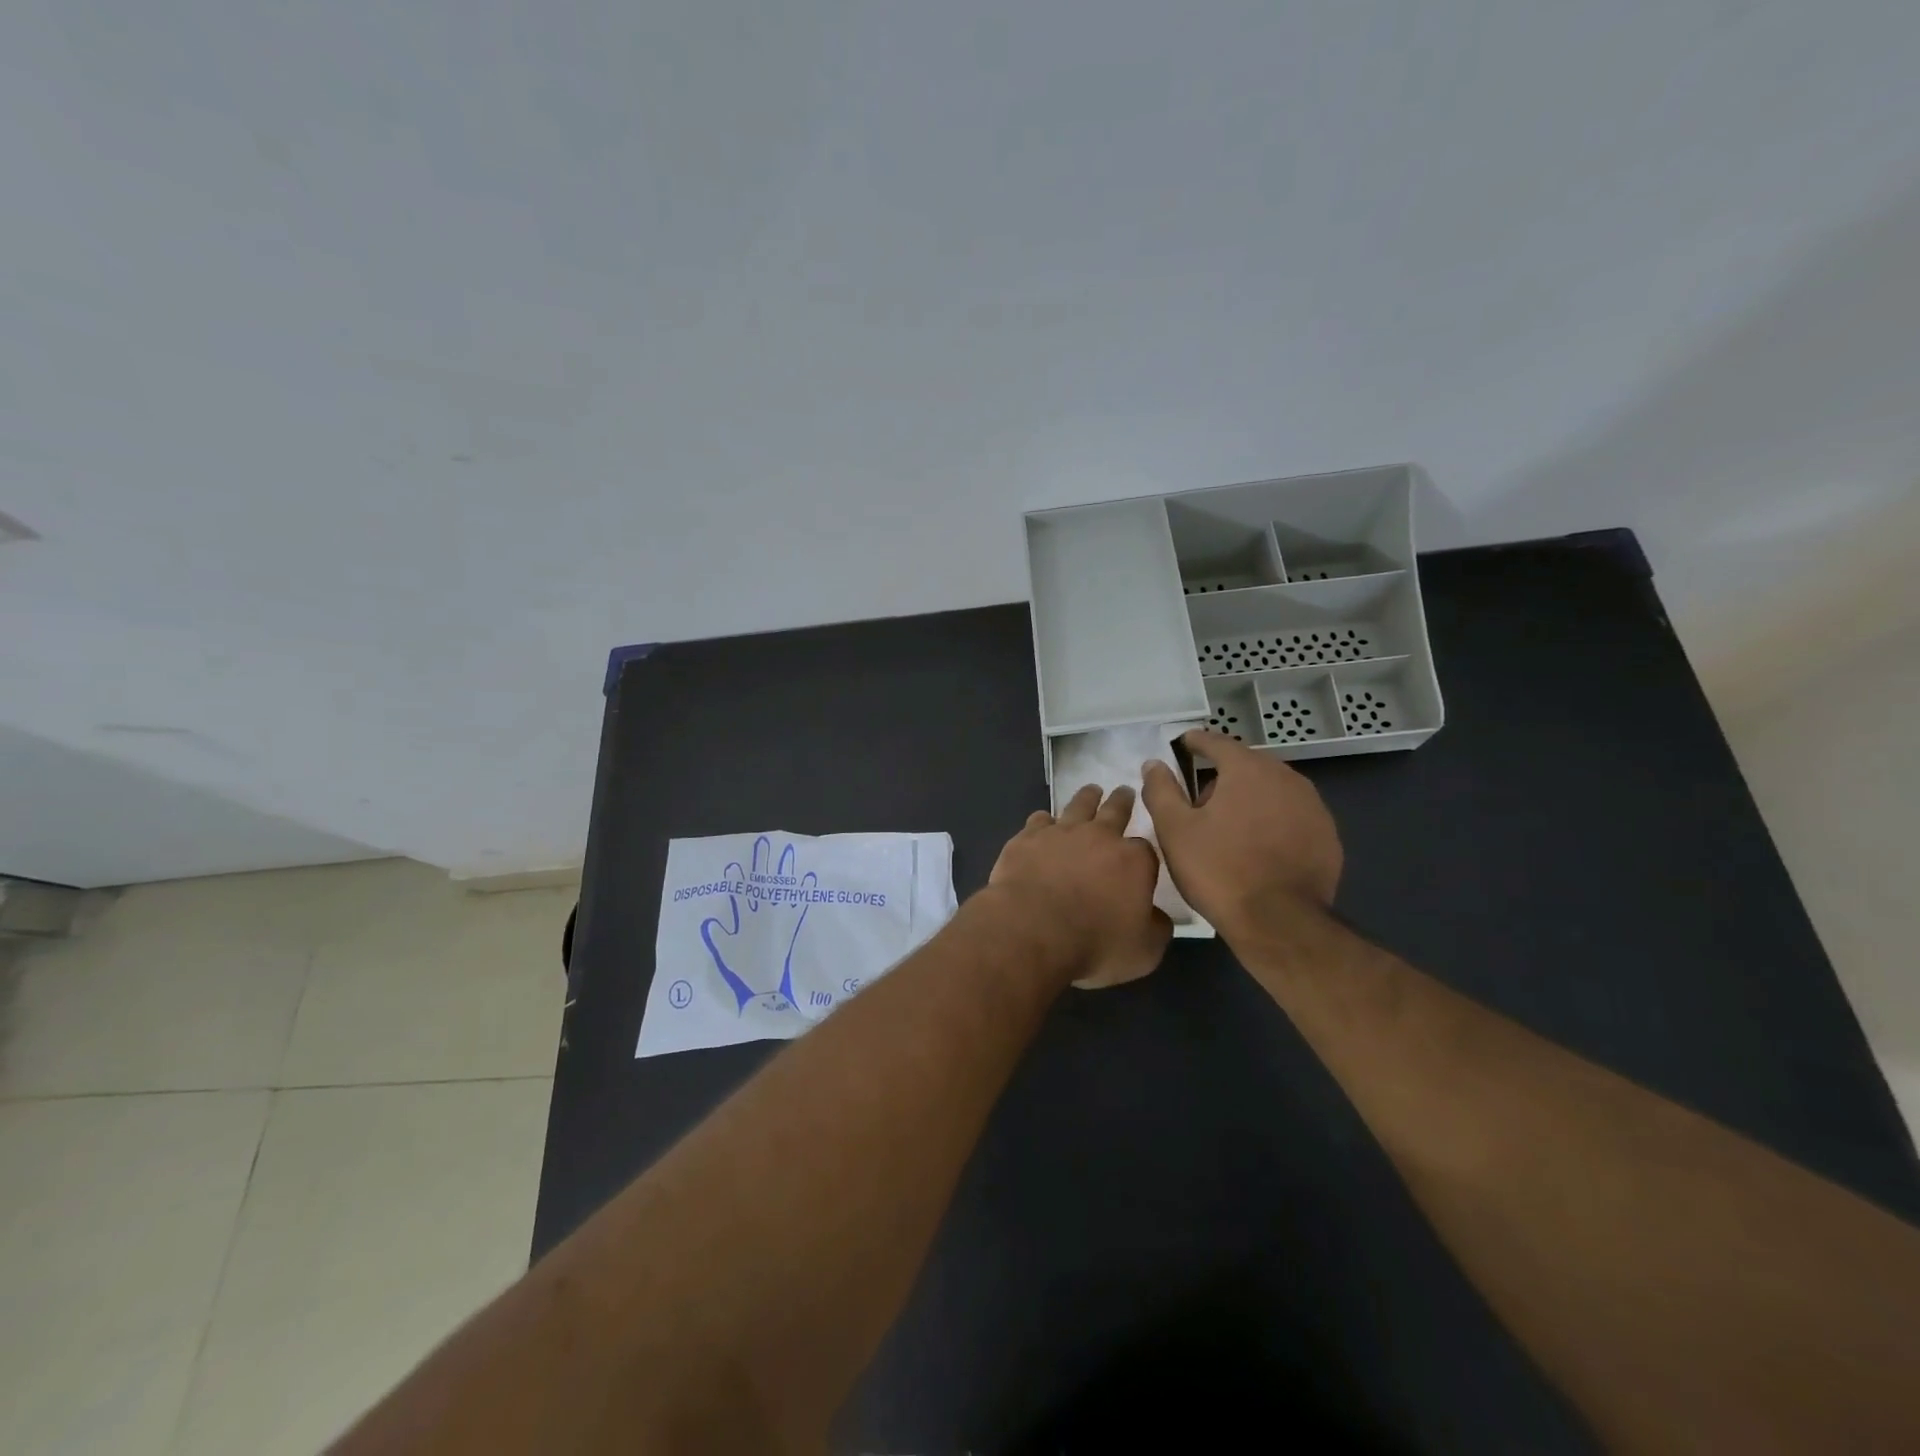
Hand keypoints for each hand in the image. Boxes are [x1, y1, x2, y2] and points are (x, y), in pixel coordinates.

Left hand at [987, 784, 1171, 988]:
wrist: (1032, 930)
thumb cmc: (1093, 944)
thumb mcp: (1143, 952)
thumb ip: (1157, 929)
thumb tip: (1159, 917)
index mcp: (1133, 861)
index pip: (1146, 849)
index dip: (1144, 853)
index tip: (1142, 856)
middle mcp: (1100, 837)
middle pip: (1115, 811)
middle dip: (1122, 801)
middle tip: (1124, 790)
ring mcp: (1061, 833)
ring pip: (1078, 805)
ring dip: (1087, 798)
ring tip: (1091, 791)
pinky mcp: (1027, 838)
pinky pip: (1039, 820)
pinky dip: (1044, 820)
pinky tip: (1043, 822)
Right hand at [1140, 729, 1342, 940]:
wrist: (1280, 923)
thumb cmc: (1219, 870)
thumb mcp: (1175, 830)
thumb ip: (1161, 790)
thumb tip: (1154, 763)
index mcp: (1248, 769)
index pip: (1217, 742)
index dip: (1196, 741)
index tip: (1183, 743)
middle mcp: (1286, 777)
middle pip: (1247, 766)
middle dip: (1222, 777)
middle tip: (1199, 803)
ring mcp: (1313, 807)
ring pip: (1272, 791)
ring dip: (1250, 800)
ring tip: (1229, 828)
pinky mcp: (1328, 837)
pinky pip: (1292, 817)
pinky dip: (1273, 822)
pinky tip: (1259, 849)